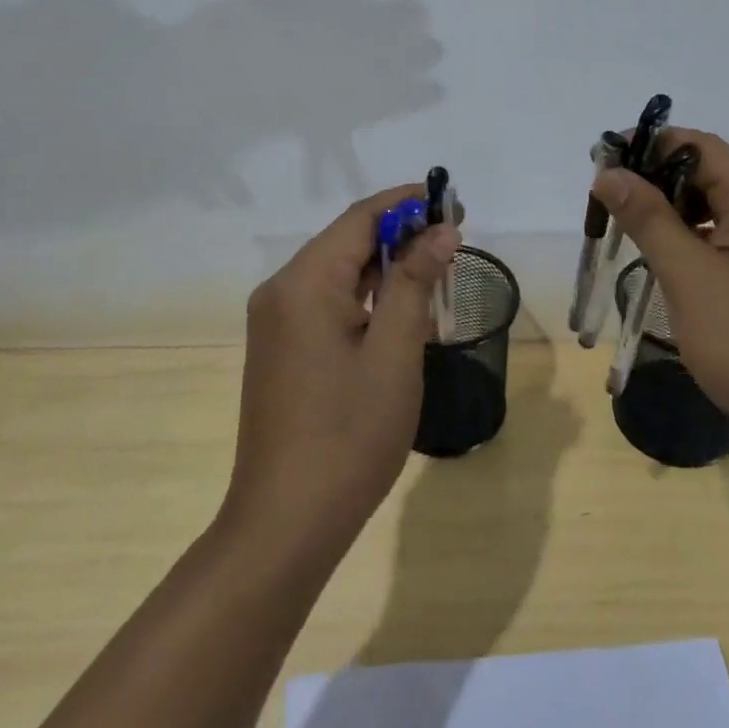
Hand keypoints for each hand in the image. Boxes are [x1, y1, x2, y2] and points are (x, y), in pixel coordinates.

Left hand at [222, 185, 460, 556]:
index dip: (407, 204)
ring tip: (435, 268)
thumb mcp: (395, 353)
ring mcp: (275, 321)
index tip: (451, 203)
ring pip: (337, 271)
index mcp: (304, 282)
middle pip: (346, 240)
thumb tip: (441, 230)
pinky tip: (398, 308)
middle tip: (453, 237)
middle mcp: (281, 290)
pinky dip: (364, 295)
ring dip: (384, 265)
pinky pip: (325, 301)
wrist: (285, 524)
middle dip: (400, 234)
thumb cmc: (349, 435)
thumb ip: (415, 282)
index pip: (360, 218)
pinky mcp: (279, 347)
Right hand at [592, 130, 728, 466]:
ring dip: (666, 213)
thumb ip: (648, 219)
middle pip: (703, 173)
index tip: (601, 164)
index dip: (647, 146)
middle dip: (652, 181)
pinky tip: (660, 262)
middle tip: (603, 204)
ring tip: (623, 232)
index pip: (696, 146)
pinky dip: (686, 240)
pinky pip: (720, 239)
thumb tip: (610, 173)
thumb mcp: (690, 278)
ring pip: (710, 208)